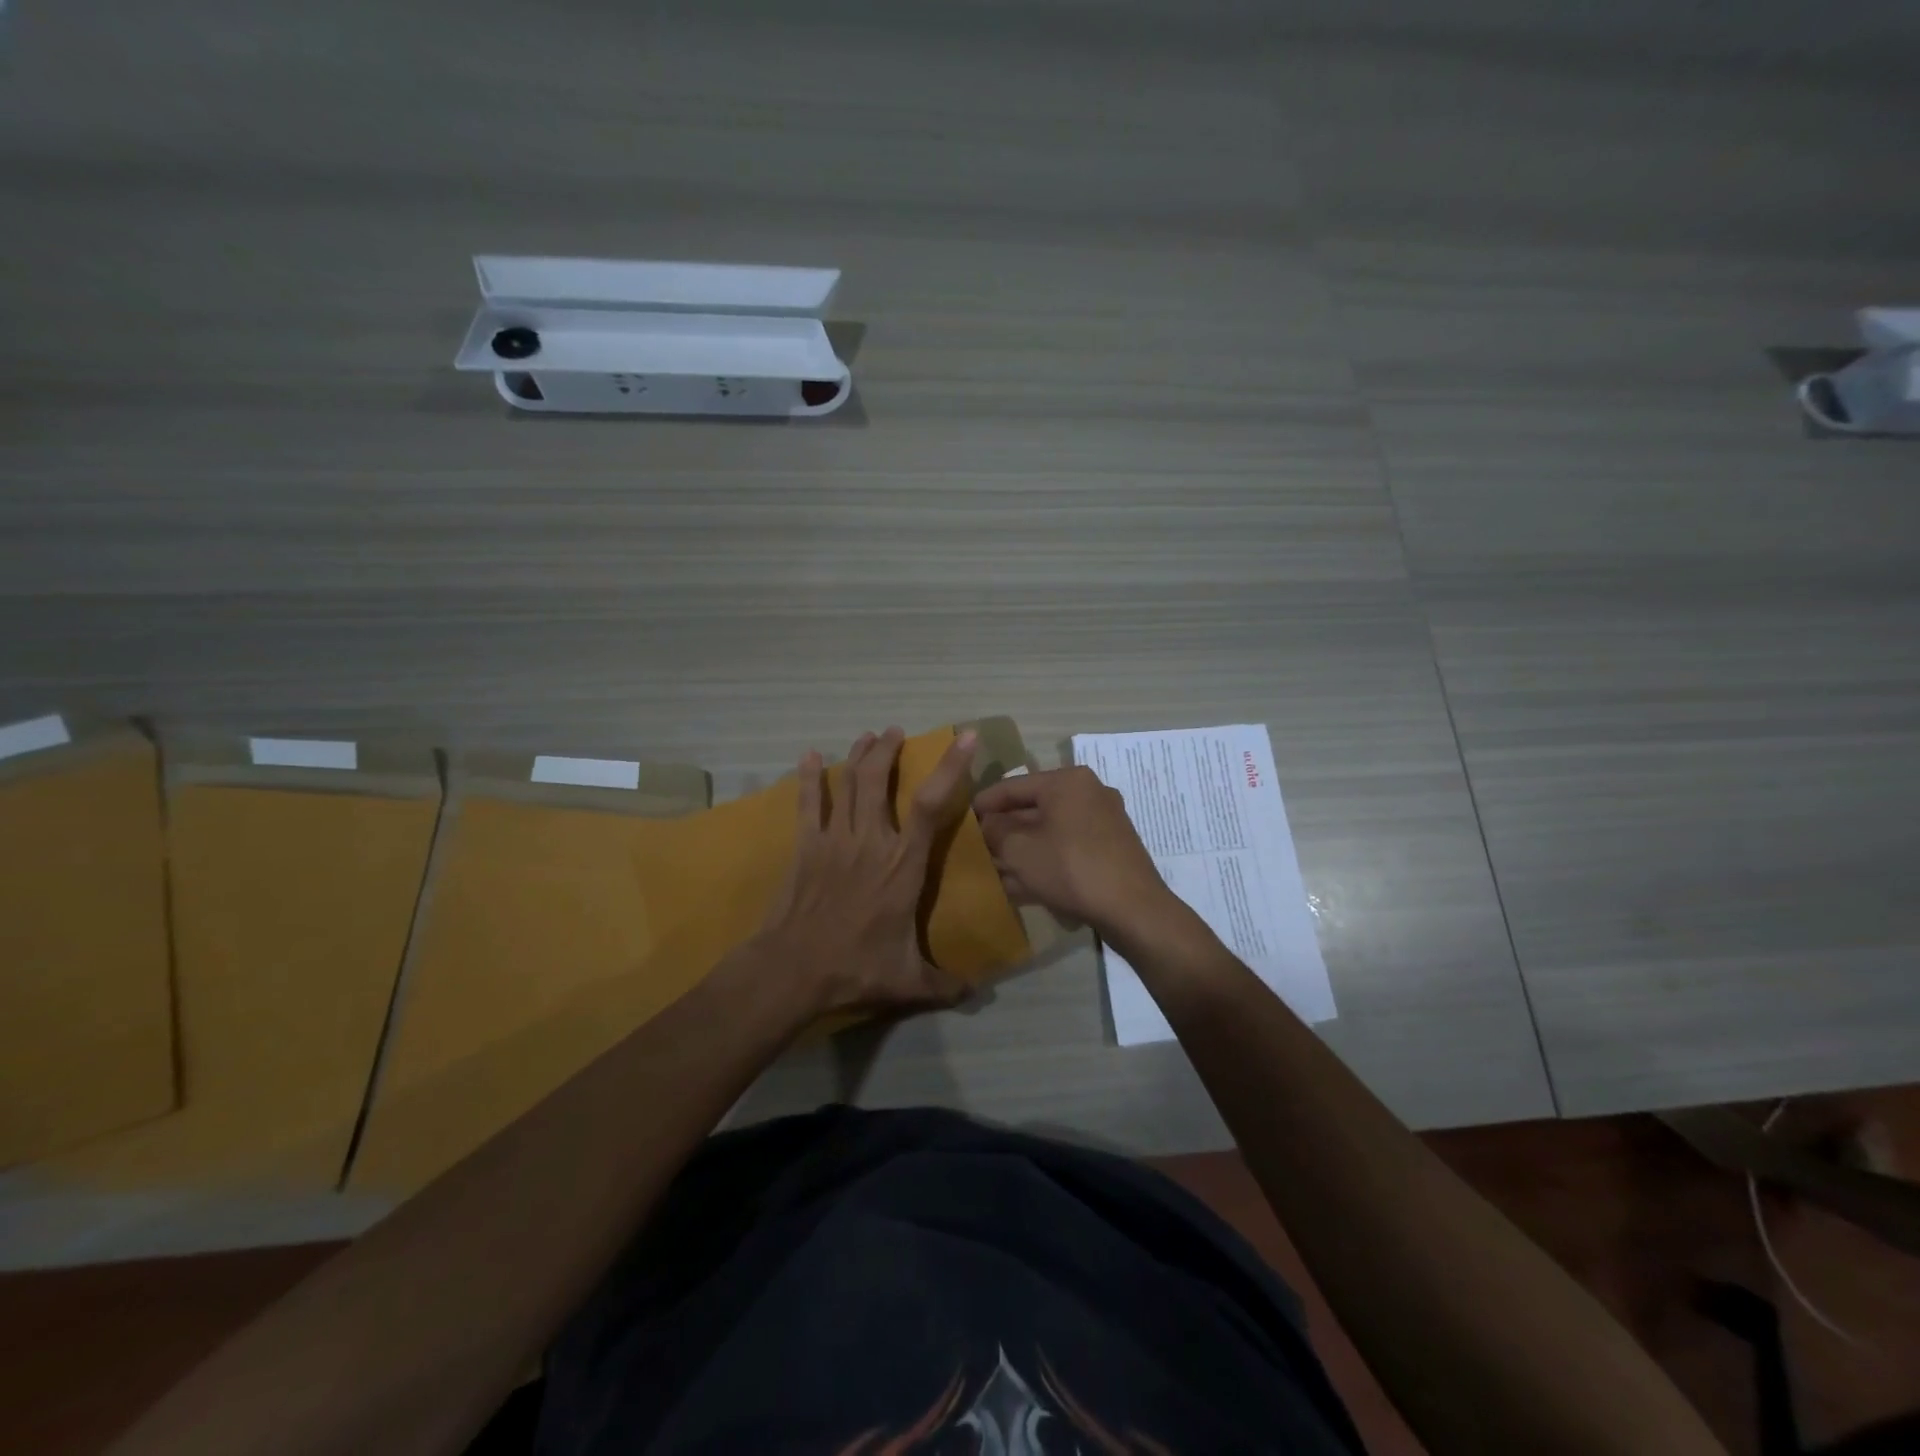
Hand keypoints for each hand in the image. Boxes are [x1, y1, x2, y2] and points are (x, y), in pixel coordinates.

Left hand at [759, 726, 979, 1016]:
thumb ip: (945, 984)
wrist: (793, 970)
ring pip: (849, 784)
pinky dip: (810, 778)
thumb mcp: (909, 982)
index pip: (931, 805)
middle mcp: (871, 841)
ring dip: (860, 756)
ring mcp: (835, 840)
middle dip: (890, 750)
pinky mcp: (806, 846)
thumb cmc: (855, 968)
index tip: (963, 738)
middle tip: (896, 732)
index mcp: (903, 865)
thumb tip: (977, 993)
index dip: (949, 767)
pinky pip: (809, 804)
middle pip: (880, 780)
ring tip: (868, 736)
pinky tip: (810, 756)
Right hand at [972, 766, 1173, 939]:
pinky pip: (1067, 848)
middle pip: (1033, 809)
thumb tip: (986, 824)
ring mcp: (1103, 821)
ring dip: (1022, 850)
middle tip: (977, 847)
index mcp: (1067, 781)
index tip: (961, 819)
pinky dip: (1045, 860)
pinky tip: (1022, 884)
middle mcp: (1088, 792)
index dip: (983, 804)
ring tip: (995, 869)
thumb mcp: (1020, 850)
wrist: (1133, 909)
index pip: (1012, 786)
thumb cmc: (1071, 868)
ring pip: (1050, 831)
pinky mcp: (1111, 849)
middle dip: (1004, 831)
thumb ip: (995, 831)